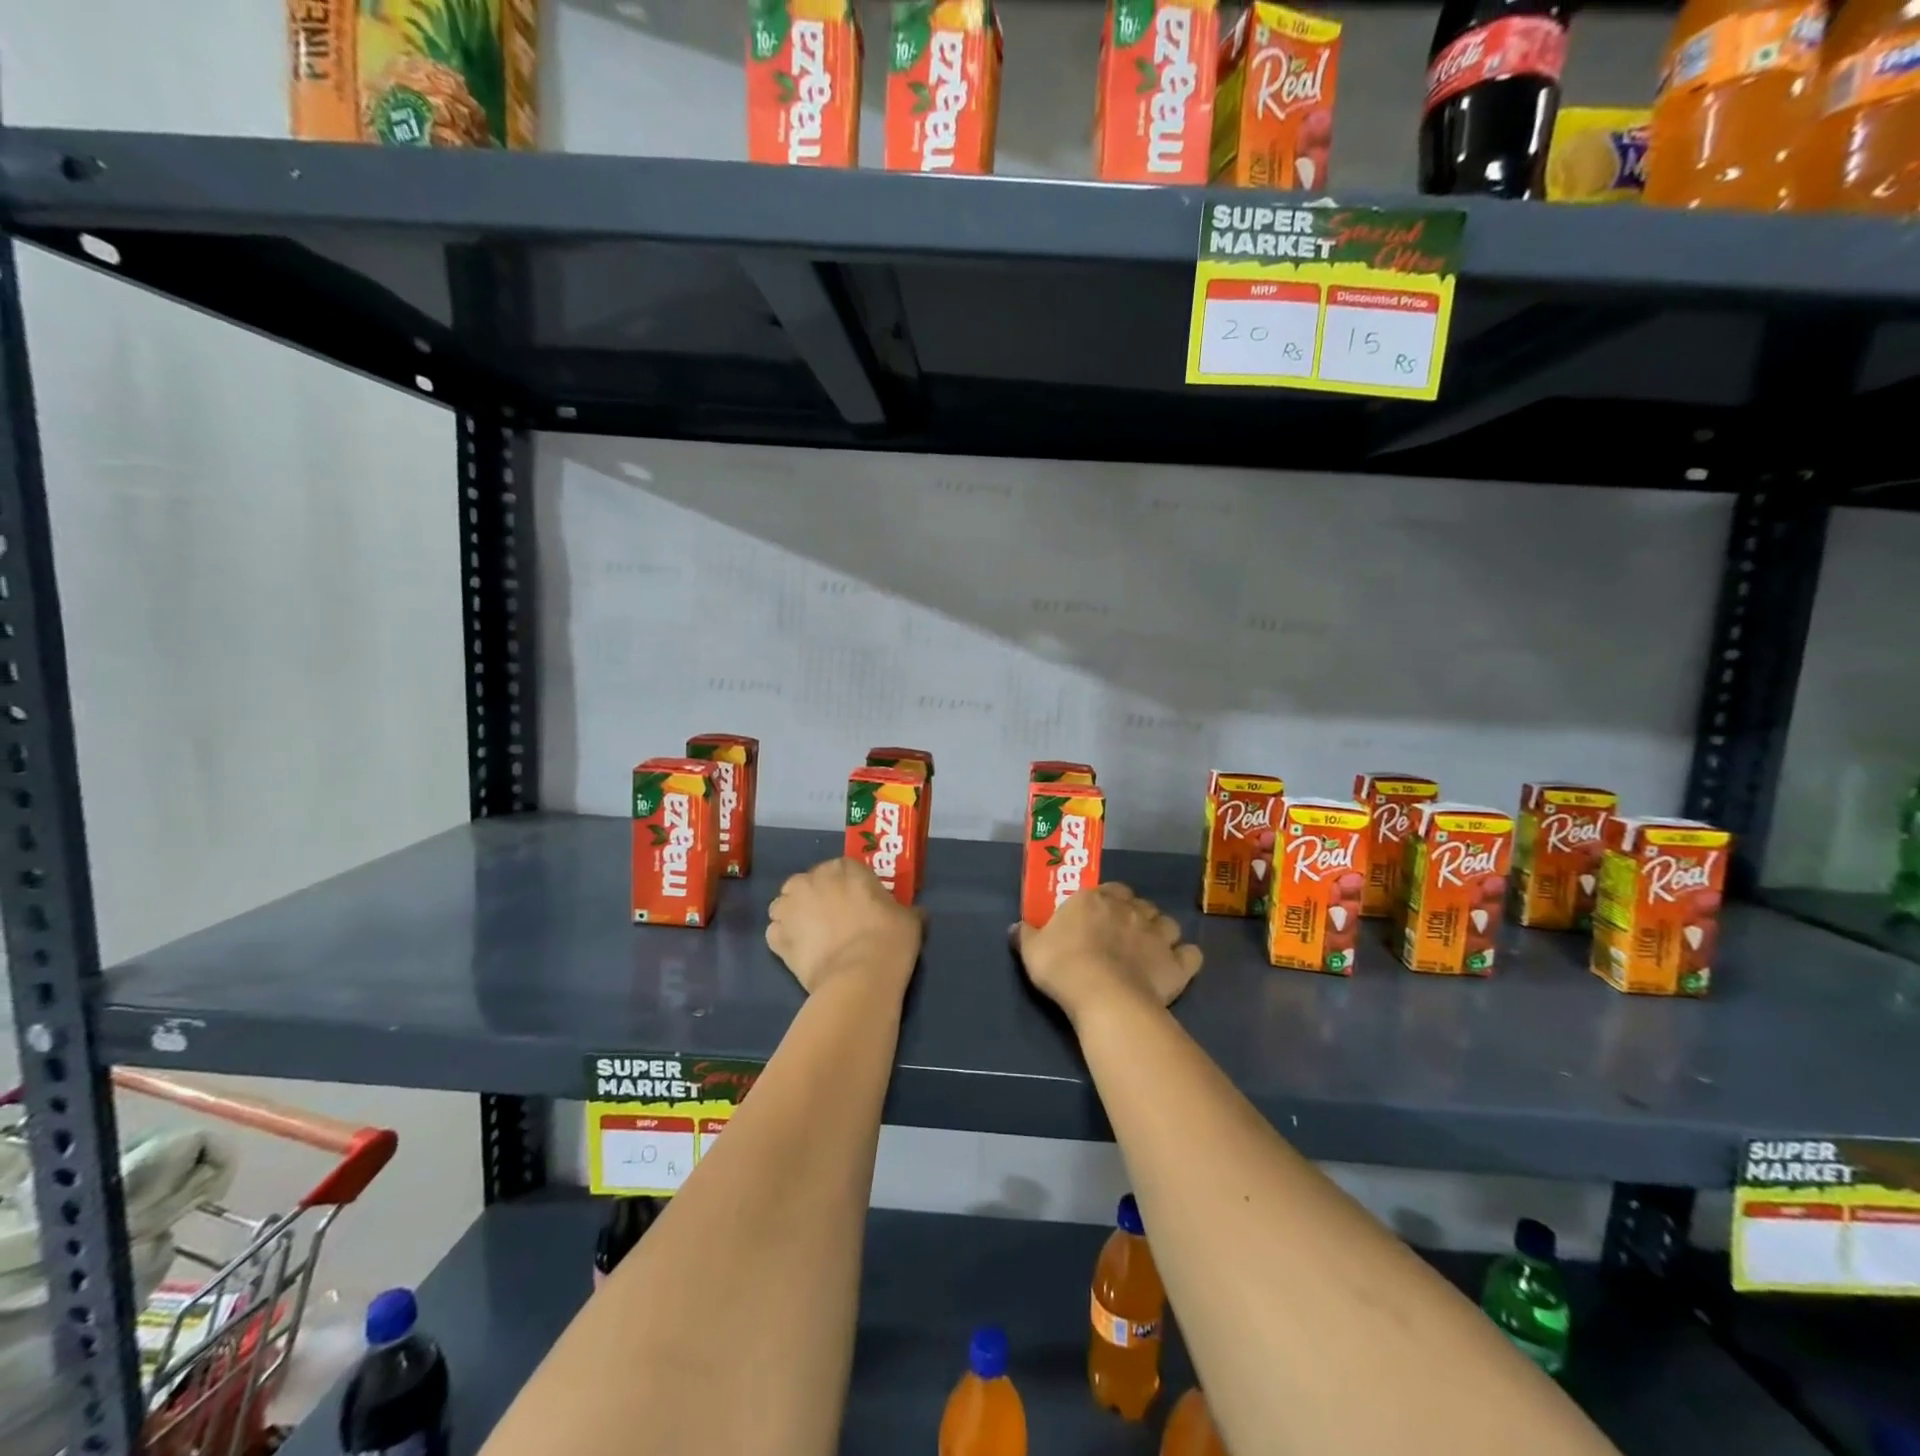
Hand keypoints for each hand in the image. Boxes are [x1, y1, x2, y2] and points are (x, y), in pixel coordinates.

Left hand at [767, 857, 923, 995]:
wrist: (860, 976)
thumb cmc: (889, 938)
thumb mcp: (909, 918)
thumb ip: (906, 910)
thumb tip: (917, 913)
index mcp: (844, 868)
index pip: (842, 868)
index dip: (848, 886)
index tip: (857, 903)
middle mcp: (811, 880)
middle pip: (807, 883)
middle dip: (816, 896)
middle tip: (833, 919)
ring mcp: (789, 908)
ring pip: (784, 905)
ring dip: (794, 915)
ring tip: (811, 936)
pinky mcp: (776, 938)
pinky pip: (776, 933)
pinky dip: (784, 940)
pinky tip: (800, 953)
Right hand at [1013, 883, 1201, 1024]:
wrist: (1103, 997)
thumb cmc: (1063, 966)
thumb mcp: (1032, 950)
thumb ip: (1026, 935)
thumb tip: (1016, 927)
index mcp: (1094, 899)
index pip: (1108, 889)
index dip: (1106, 901)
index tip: (1097, 917)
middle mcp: (1130, 909)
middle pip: (1139, 903)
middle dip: (1134, 914)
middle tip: (1122, 934)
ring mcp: (1158, 934)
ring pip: (1168, 923)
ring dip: (1161, 932)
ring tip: (1150, 949)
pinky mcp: (1177, 963)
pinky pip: (1191, 954)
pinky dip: (1186, 958)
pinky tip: (1176, 966)